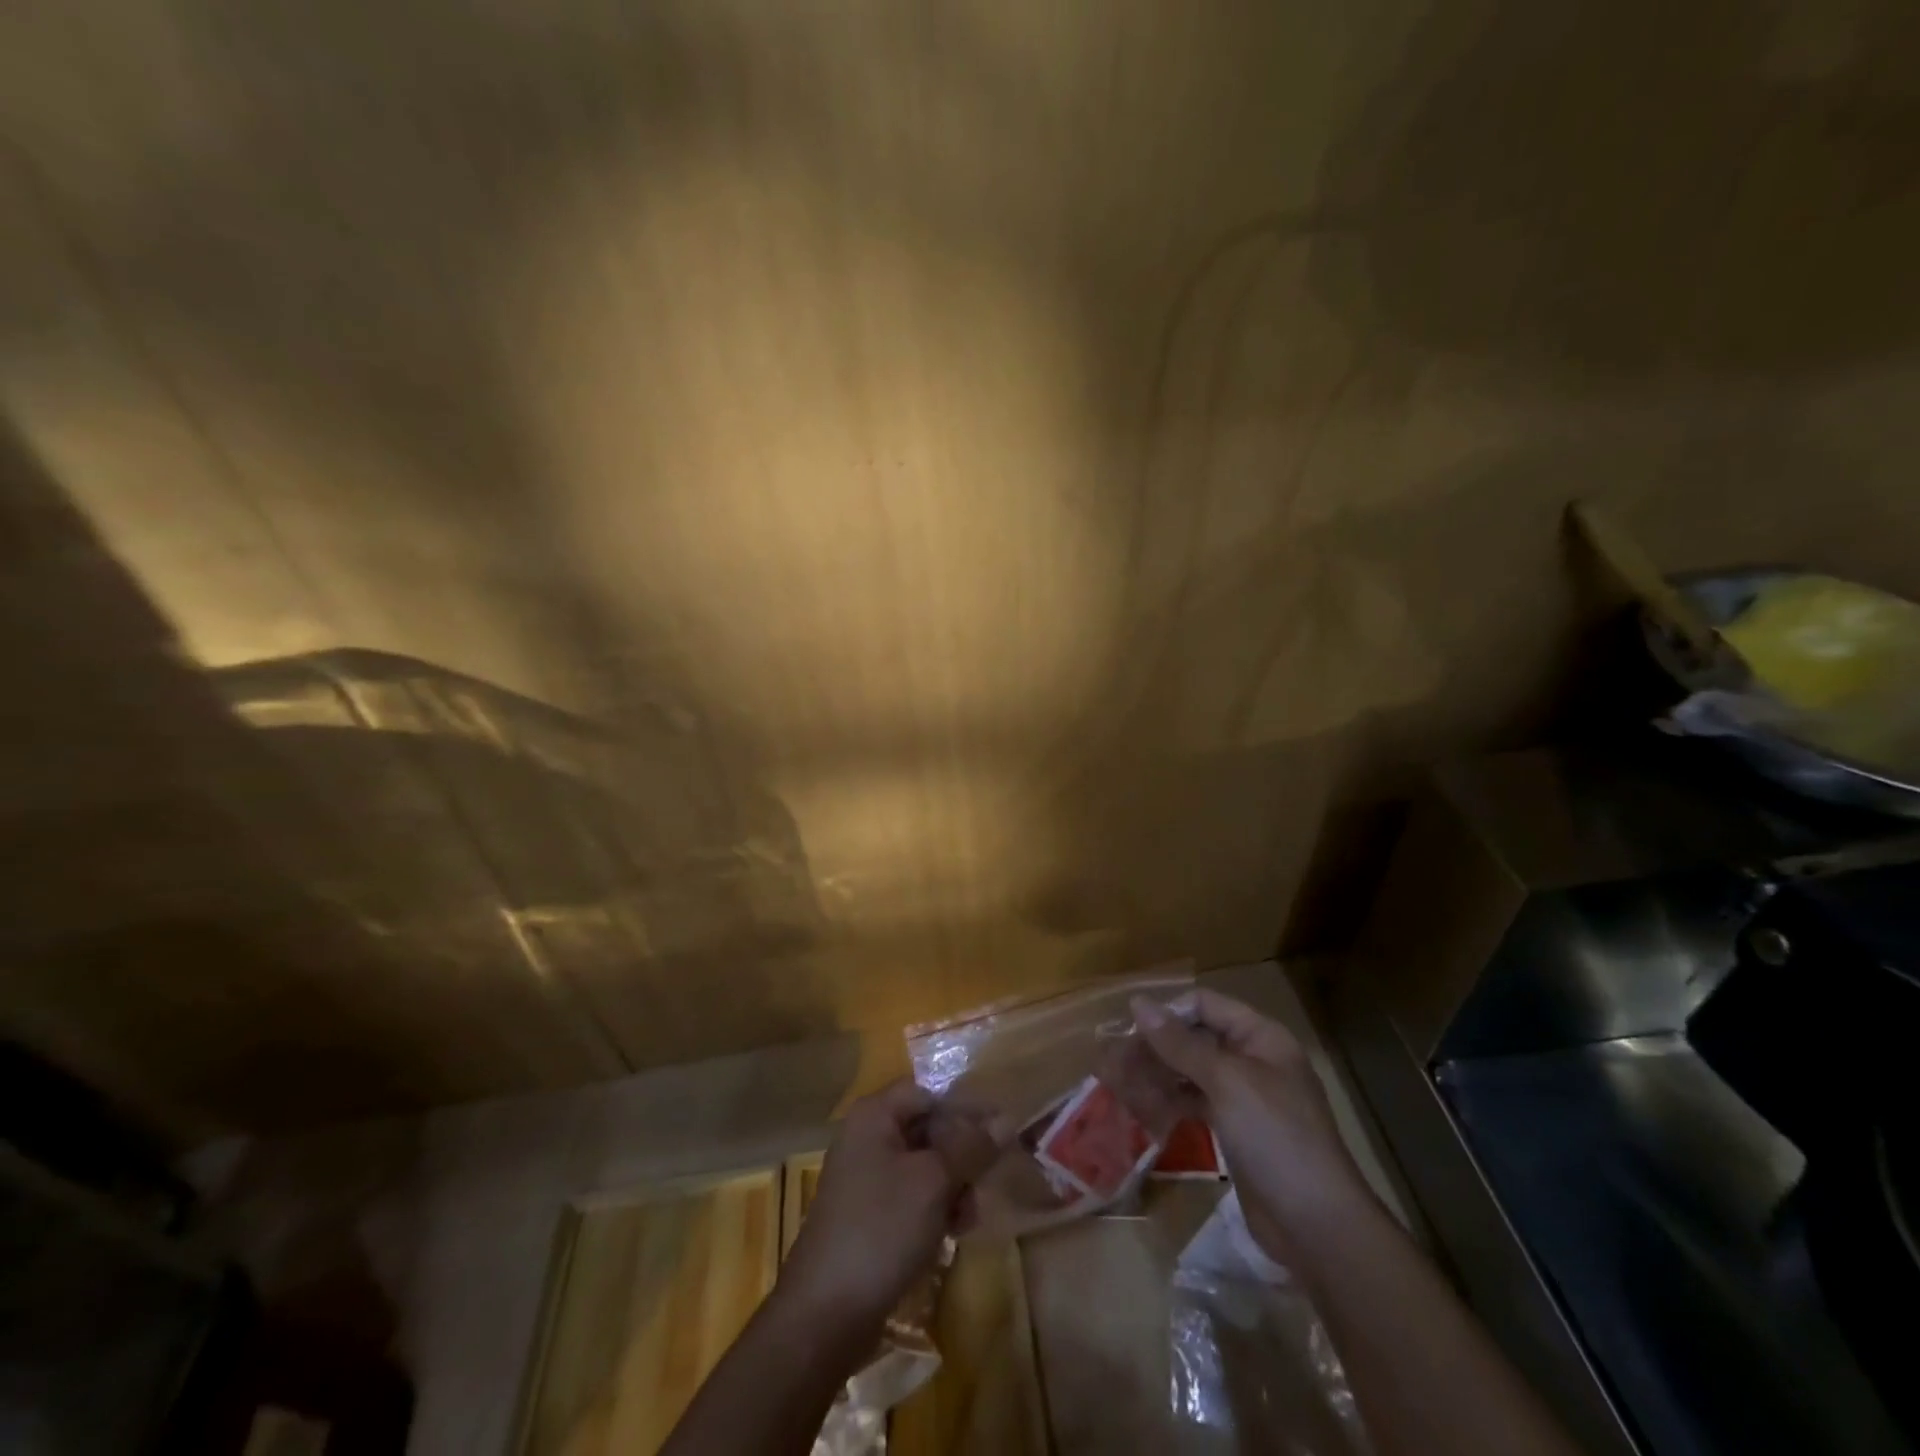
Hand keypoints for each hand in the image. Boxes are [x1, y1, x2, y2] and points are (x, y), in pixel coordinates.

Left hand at [776, 1079, 997, 1345]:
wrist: (824, 1315)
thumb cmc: (881, 1230)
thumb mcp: (934, 1182)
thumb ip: (971, 1147)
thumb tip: (1006, 1119)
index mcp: (875, 1115)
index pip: (930, 1093)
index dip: (967, 1109)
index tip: (1003, 1132)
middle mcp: (867, 1137)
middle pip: (929, 1128)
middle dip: (963, 1154)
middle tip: (989, 1181)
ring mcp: (865, 1177)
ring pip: (925, 1165)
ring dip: (954, 1185)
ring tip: (970, 1217)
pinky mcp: (869, 1215)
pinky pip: (912, 1195)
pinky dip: (935, 1207)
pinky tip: (953, 1232)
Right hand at [1129, 990, 1376, 1265]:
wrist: (1317, 1227)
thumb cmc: (1275, 1138)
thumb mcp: (1226, 1082)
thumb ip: (1180, 1043)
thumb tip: (1139, 1003)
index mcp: (1261, 1037)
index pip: (1205, 1005)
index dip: (1167, 1012)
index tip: (1128, 1029)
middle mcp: (1253, 1060)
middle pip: (1195, 1037)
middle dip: (1156, 1046)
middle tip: (1115, 1062)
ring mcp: (1245, 1098)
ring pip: (1192, 1072)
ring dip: (1158, 1074)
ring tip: (1121, 1085)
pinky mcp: (1236, 1131)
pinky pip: (1196, 1103)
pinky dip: (1171, 1102)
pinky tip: (1145, 1109)